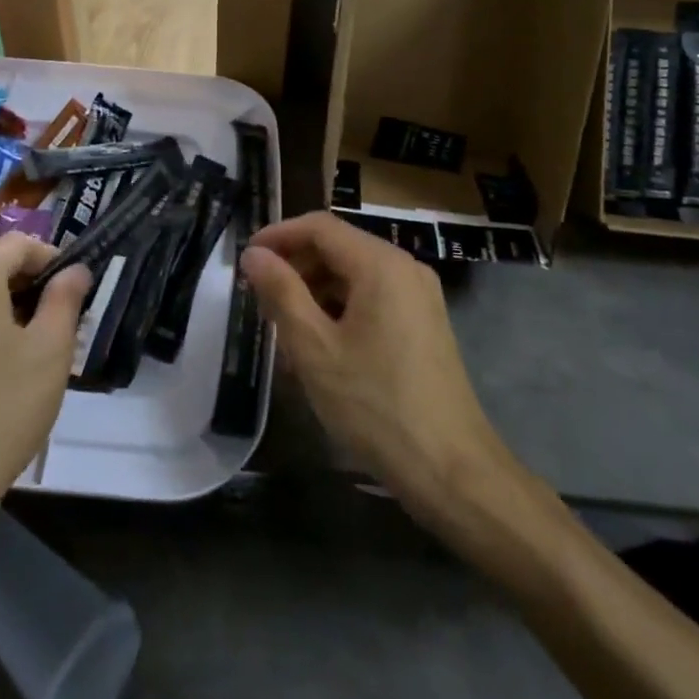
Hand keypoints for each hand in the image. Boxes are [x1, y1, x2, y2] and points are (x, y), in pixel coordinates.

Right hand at [244, 212, 514, 529]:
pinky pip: (373, 298)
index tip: (246, 260)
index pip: (320, 226)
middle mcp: (405, 268)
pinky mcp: (424, 324)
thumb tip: (254, 255)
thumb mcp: (315, 349)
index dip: (278, 236)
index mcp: (380, 264)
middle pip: (338, 247)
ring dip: (315, 291)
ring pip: (354, 275)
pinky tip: (321, 348)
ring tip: (285, 329)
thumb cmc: (376, 406)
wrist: (453, 472)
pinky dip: (340, 310)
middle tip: (261, 299)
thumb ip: (281, 293)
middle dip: (296, 266)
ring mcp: (420, 297)